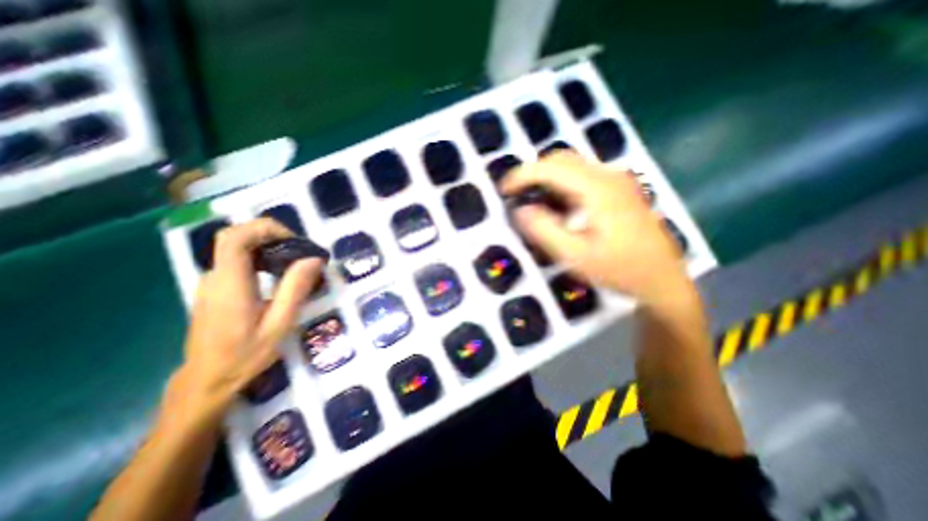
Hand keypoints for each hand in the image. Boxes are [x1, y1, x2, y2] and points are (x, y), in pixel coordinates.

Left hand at [175, 218, 323, 424]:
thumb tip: (314, 259)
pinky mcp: (215, 287)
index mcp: (230, 284)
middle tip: (301, 251)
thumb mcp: (279, 324)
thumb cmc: (245, 355)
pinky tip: (279, 275)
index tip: (294, 241)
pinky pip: (238, 261)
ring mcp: (212, 281)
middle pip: (237, 237)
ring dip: (269, 247)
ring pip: (238, 248)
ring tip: (296, 263)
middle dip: (272, 235)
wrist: (207, 379)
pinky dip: (261, 258)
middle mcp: (215, 276)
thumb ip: (295, 289)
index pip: (235, 237)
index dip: (265, 228)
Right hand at [501, 150, 686, 304]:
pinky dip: (561, 184)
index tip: (504, 190)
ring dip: (547, 177)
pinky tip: (557, 205)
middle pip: (562, 159)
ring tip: (532, 199)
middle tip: (516, 194)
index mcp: (598, 188)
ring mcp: (616, 180)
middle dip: (533, 172)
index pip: (551, 167)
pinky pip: (582, 176)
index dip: (523, 175)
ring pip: (572, 165)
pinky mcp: (619, 189)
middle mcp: (608, 175)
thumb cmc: (619, 269)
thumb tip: (520, 210)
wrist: (662, 278)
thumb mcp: (575, 256)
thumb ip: (544, 230)